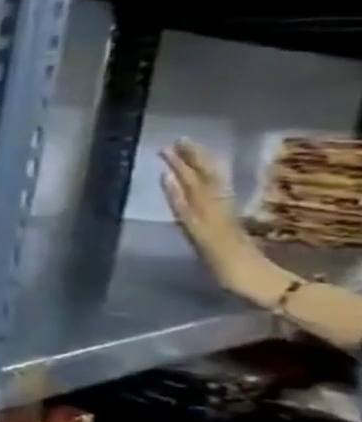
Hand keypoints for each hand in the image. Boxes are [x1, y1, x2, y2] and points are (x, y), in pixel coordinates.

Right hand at [161, 141, 275, 297]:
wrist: (252, 278)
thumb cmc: (225, 259)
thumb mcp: (202, 232)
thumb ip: (183, 204)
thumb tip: (168, 177)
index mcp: (208, 206)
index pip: (194, 178)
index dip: (183, 162)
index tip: (169, 145)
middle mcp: (213, 206)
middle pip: (202, 178)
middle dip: (190, 160)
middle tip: (176, 143)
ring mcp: (217, 214)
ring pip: (206, 185)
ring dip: (194, 170)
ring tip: (182, 156)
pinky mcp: (220, 223)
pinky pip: (205, 198)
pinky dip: (191, 188)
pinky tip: (183, 184)